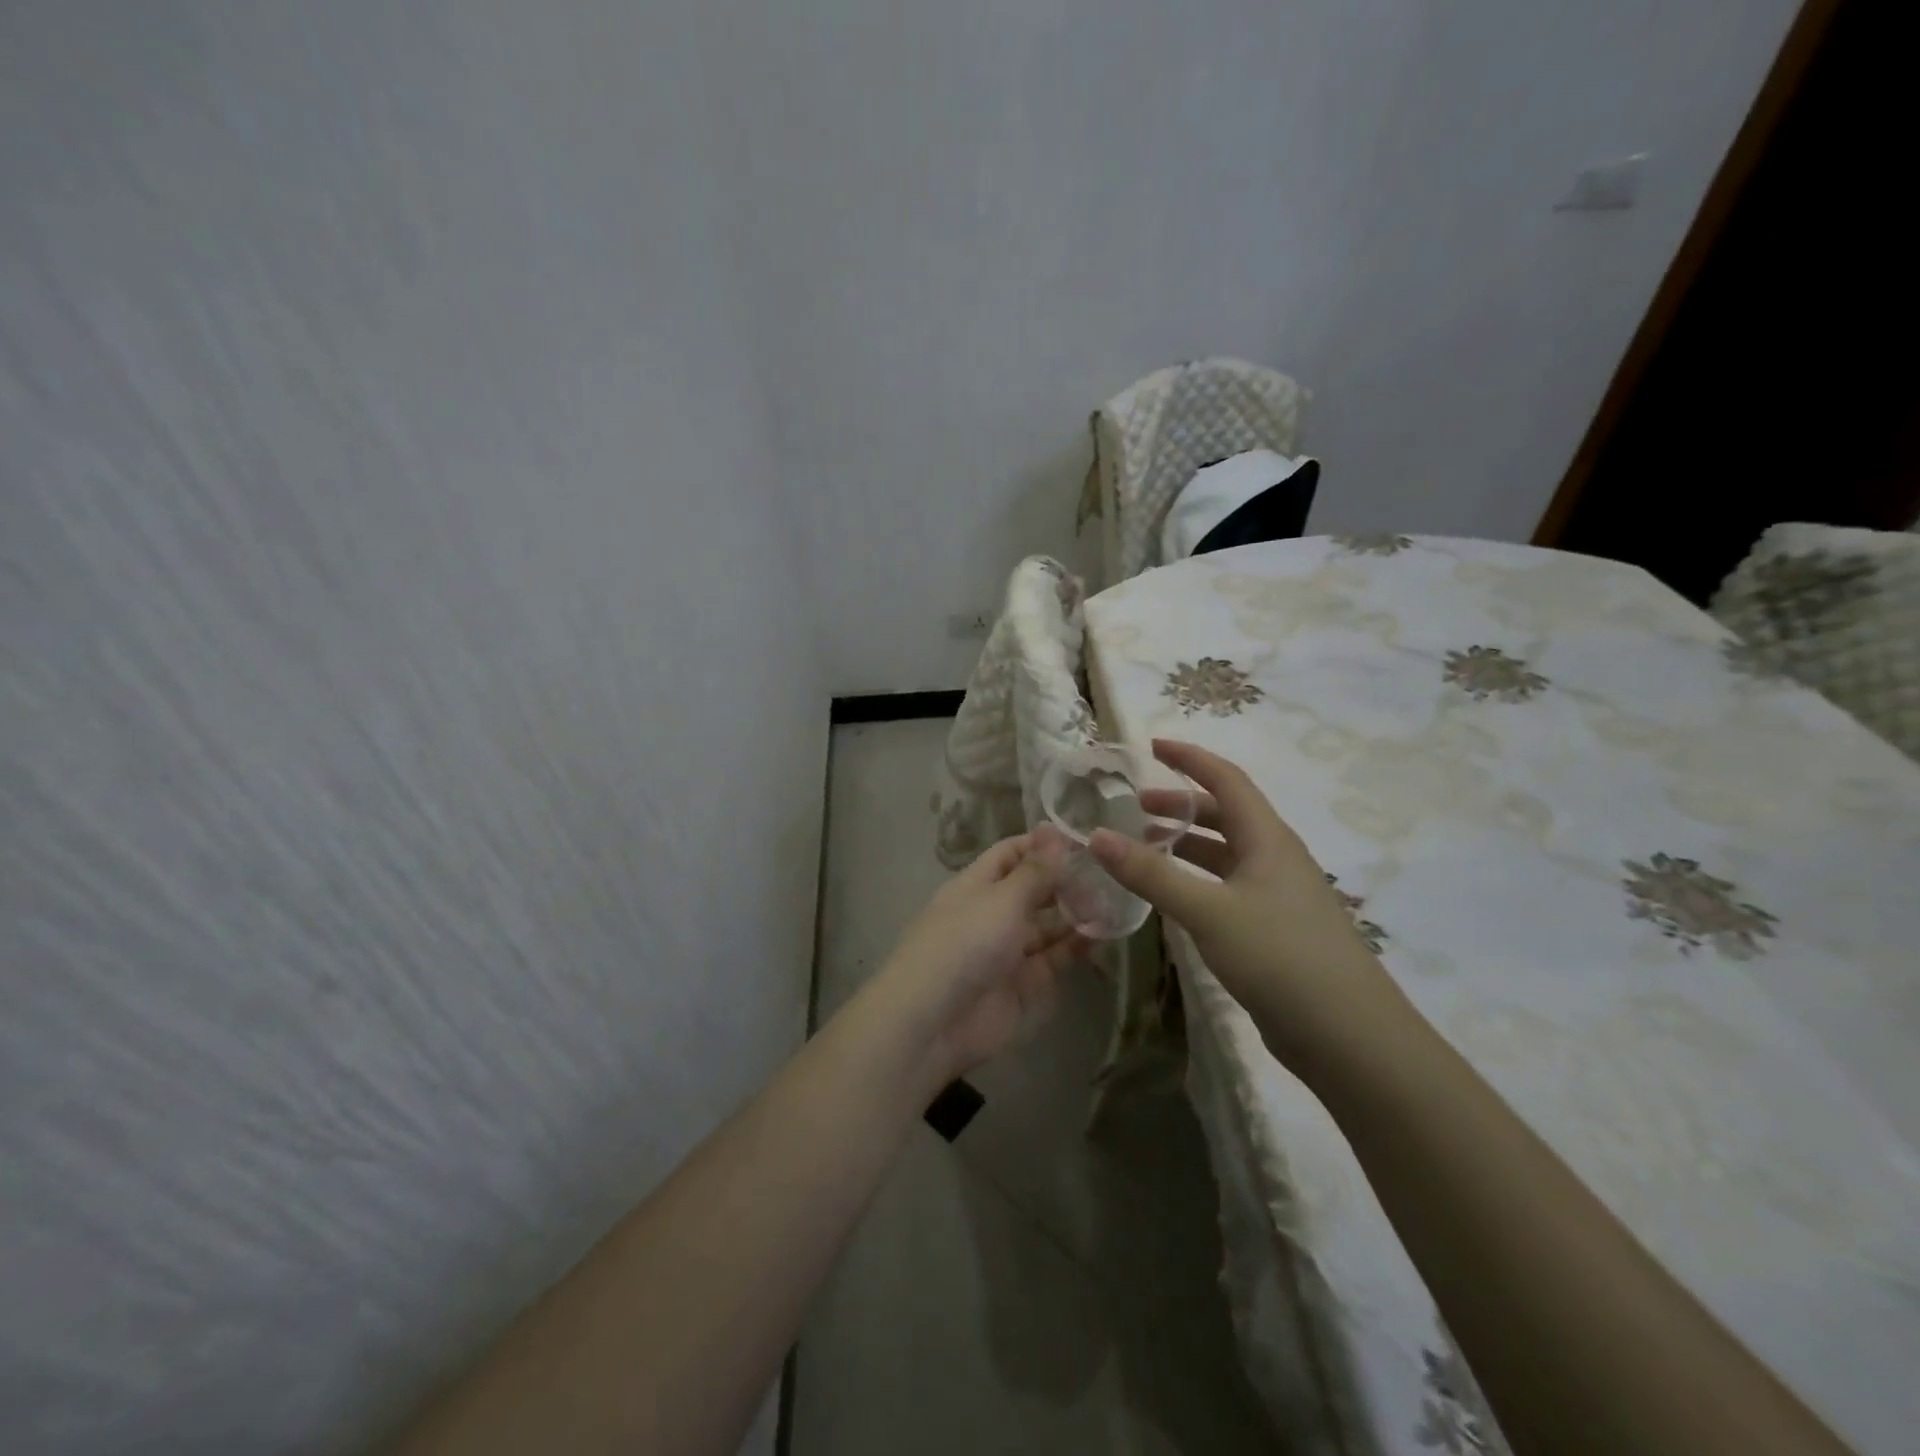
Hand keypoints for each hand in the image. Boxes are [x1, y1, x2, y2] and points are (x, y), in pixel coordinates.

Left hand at [878, 827, 1087, 1079]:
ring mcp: (1008, 950)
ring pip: (1048, 926)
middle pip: (1033, 890)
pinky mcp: (1023, 985)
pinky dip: (1076, 947)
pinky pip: (1054, 959)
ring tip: (1114, 903)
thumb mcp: (1003, 899)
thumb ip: (1035, 870)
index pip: (1011, 854)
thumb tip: (1053, 828)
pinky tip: (1103, 934)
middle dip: (1065, 882)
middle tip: (1107, 876)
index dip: (1043, 845)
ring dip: (1076, 914)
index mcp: (977, 885)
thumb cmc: (965, 943)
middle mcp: (992, 913)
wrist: (934, 1021)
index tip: (1084, 841)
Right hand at [1088, 739, 1409, 1081]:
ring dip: (1186, 844)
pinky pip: (1227, 887)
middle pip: (1224, 815)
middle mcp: (1275, 857)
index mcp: (1267, 838)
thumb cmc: (1279, 956)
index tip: (1151, 746)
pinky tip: (1173, 897)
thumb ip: (1150, 873)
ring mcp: (1277, 895)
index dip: (1189, 758)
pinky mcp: (1274, 929)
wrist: (1348, 1036)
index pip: (1226, 779)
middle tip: (1135, 808)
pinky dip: (1195, 880)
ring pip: (1225, 854)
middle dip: (1180, 805)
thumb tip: (1096, 835)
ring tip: (1144, 849)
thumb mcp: (1207, 910)